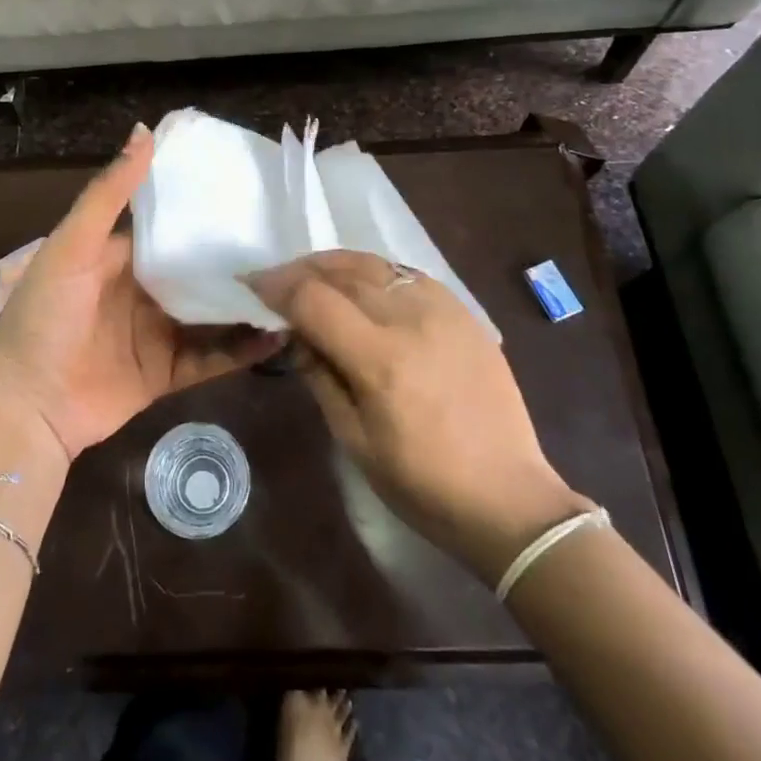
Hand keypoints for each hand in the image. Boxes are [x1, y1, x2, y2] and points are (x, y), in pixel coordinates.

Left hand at [0, 125, 283, 460]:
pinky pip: (211, 357)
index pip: (171, 225)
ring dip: (246, 303)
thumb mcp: (72, 246)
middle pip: (198, 269)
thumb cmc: (44, 314)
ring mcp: (156, 332)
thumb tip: (145, 130)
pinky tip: (277, 337)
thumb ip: (109, 194)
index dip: (206, 209)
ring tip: (295, 287)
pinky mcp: (166, 373)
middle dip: (237, 257)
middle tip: (291, 240)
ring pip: (211, 313)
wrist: (25, 405)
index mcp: (121, 255)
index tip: (253, 192)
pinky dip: (242, 350)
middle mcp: (143, 290)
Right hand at [247, 251, 590, 587]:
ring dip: (335, 263)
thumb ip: (320, 376)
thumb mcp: (354, 440)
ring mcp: (443, 310)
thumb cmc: (422, 485)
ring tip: (314, 276)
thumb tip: (295, 334)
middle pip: (342, 271)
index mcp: (380, 359)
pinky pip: (408, 274)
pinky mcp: (464, 312)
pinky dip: (375, 271)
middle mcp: (411, 320)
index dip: (276, 287)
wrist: (508, 497)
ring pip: (375, 263)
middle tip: (277, 280)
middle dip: (301, 270)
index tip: (253, 286)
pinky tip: (364, 285)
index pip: (314, 299)